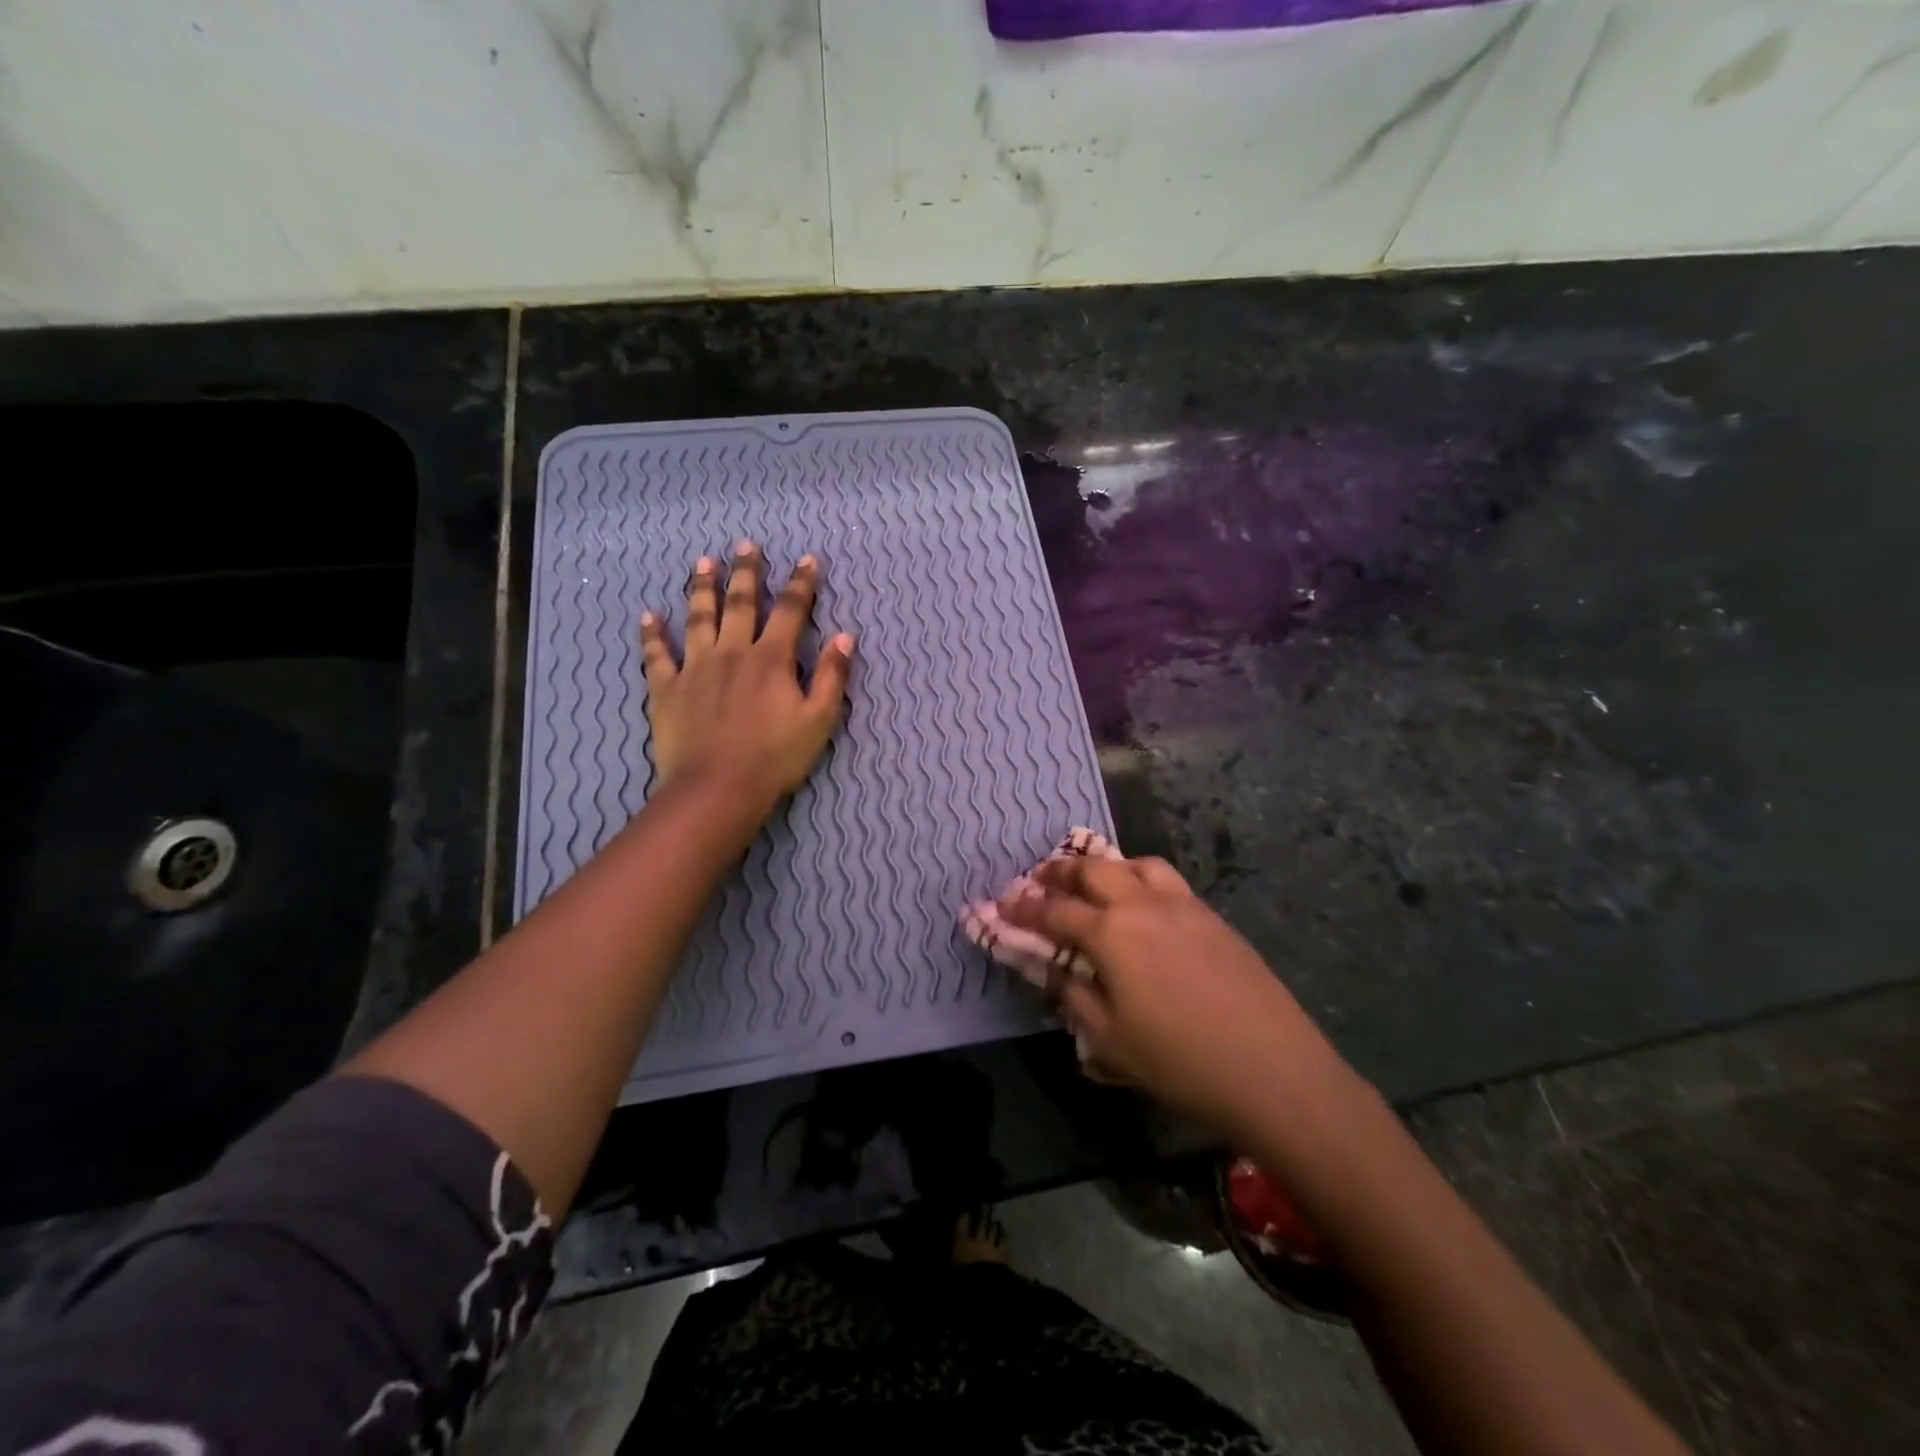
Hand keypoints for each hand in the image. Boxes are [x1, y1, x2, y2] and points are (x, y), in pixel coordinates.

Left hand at [641, 542, 853, 810]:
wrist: (717, 788)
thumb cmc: (775, 757)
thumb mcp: (819, 720)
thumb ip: (832, 676)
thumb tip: (845, 636)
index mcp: (771, 659)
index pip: (790, 611)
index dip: (801, 584)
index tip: (807, 559)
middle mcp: (732, 652)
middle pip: (740, 603)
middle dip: (746, 572)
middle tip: (746, 545)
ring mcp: (695, 667)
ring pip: (698, 618)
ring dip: (702, 588)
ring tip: (703, 562)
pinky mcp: (666, 688)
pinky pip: (657, 655)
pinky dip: (653, 634)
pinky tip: (648, 616)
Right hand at [1004, 854, 1346, 1132]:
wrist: (1272, 1069)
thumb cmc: (1180, 1061)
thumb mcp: (1110, 1041)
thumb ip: (1073, 997)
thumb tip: (1052, 972)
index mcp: (1111, 933)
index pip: (1055, 911)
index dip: (1024, 906)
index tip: (1002, 901)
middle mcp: (1143, 904)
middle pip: (1093, 870)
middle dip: (1060, 872)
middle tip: (1039, 878)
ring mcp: (1183, 904)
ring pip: (1135, 864)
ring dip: (1106, 867)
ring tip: (1093, 882)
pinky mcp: (1212, 915)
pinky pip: (1167, 880)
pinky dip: (1141, 878)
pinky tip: (1143, 905)